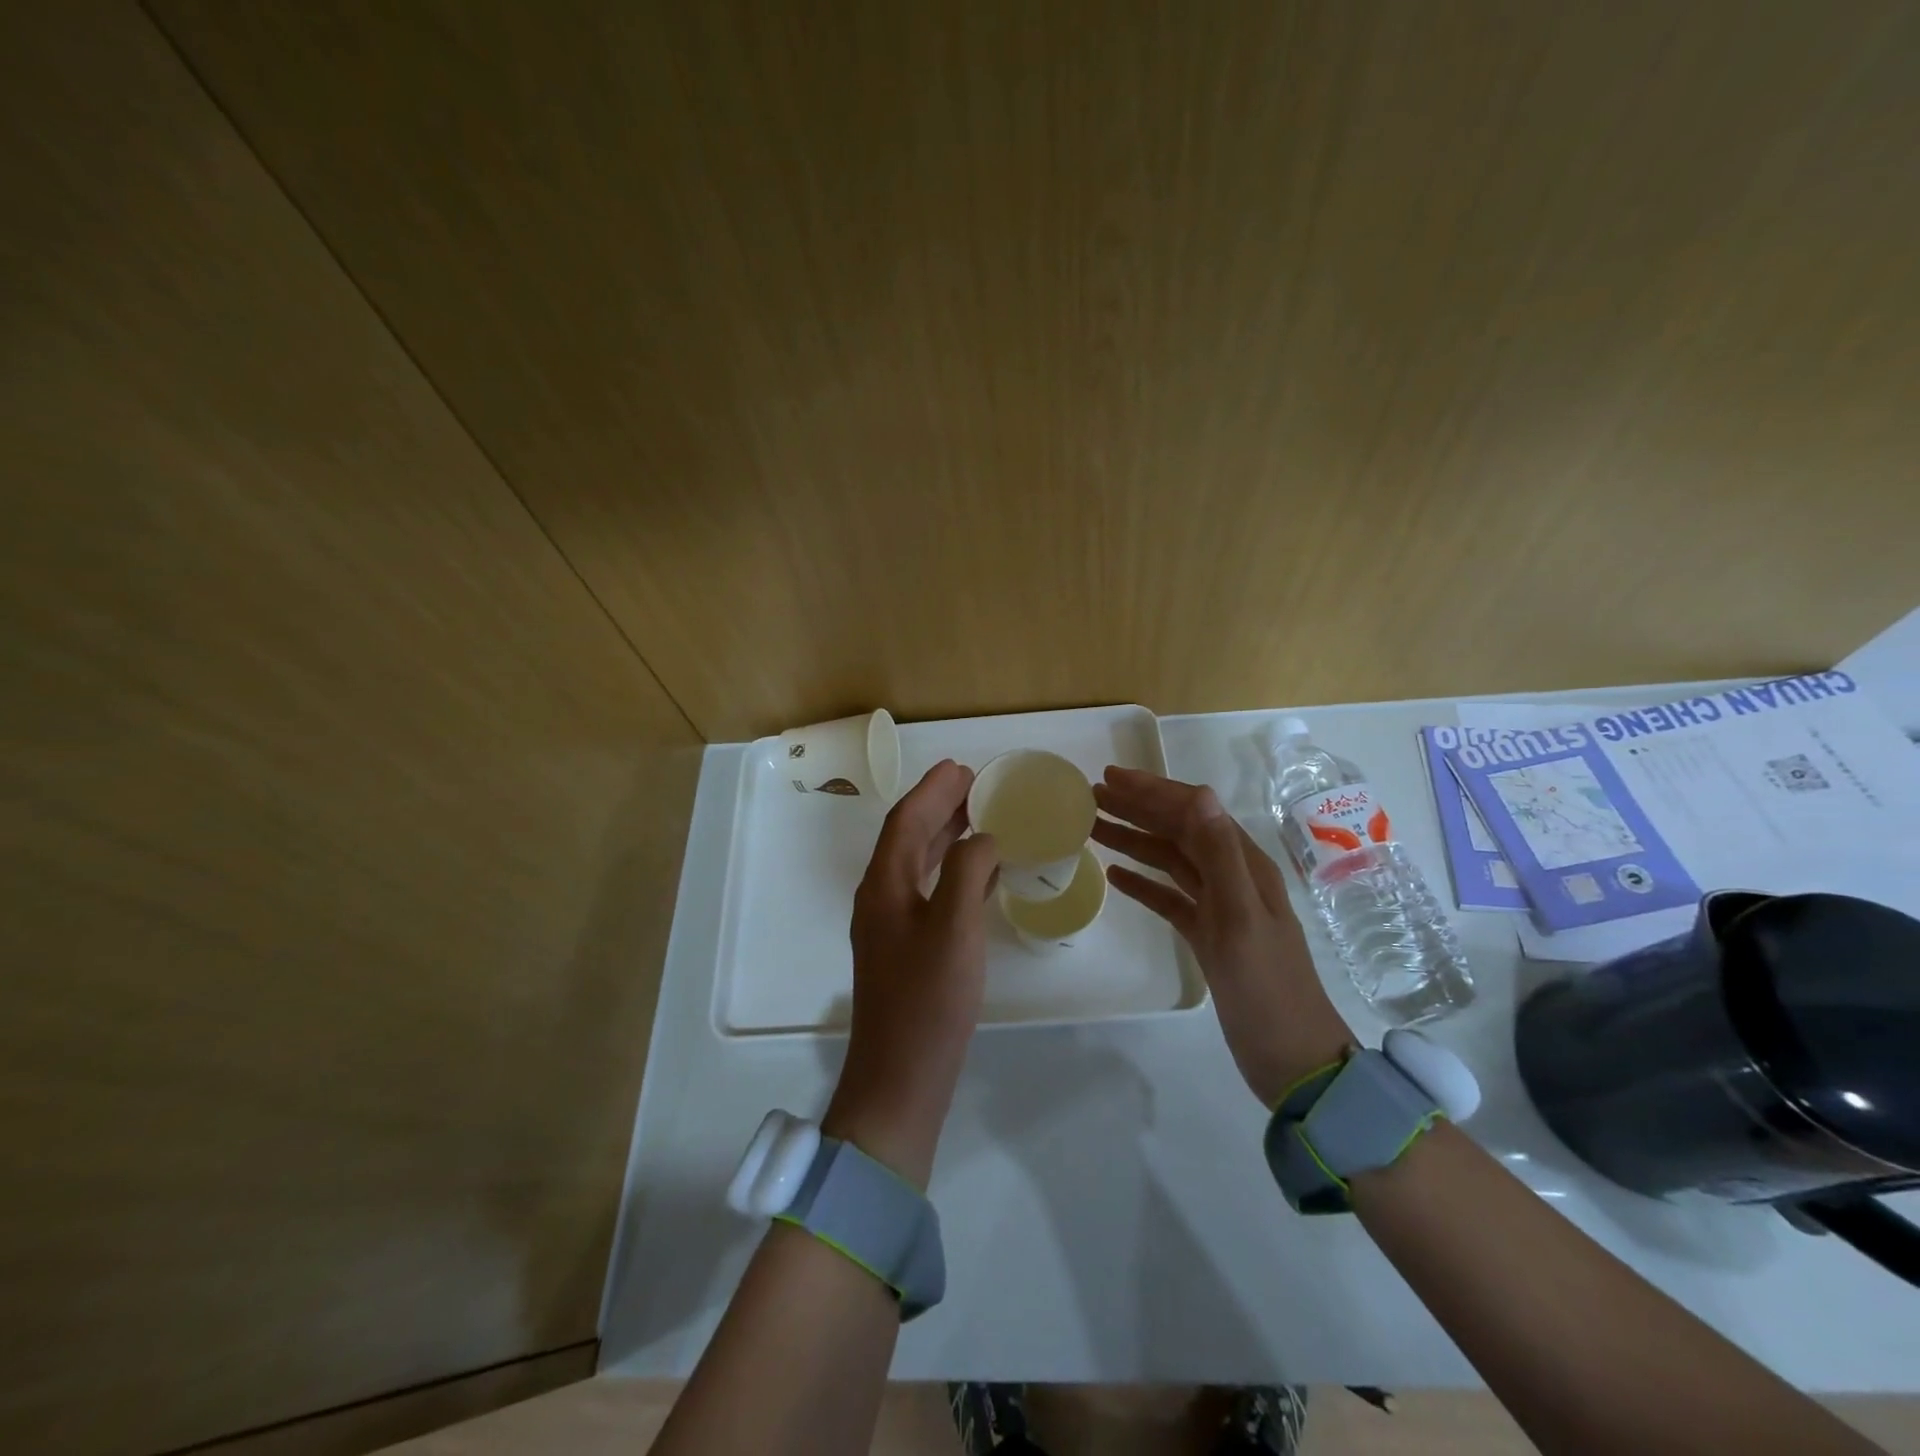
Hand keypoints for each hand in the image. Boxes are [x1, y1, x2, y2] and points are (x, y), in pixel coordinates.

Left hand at [824, 760, 999, 1188]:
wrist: (901, 1077)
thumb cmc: (928, 1000)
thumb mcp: (953, 929)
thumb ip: (965, 872)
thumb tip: (981, 838)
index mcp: (883, 886)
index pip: (906, 822)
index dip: (931, 790)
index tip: (962, 767)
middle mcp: (881, 899)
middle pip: (908, 838)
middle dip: (938, 806)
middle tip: (974, 784)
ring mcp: (892, 926)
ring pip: (919, 865)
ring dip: (946, 836)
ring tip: (979, 817)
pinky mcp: (907, 950)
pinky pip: (930, 892)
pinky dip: (952, 872)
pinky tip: (980, 875)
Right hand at [1092, 767, 1351, 1105]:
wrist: (1292, 1058)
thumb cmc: (1266, 987)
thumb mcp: (1241, 917)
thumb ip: (1220, 855)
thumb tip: (1199, 795)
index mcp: (1244, 865)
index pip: (1194, 812)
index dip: (1153, 791)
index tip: (1111, 778)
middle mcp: (1231, 877)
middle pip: (1178, 830)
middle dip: (1137, 809)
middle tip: (1091, 796)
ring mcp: (1219, 907)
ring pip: (1169, 861)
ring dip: (1134, 840)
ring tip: (1093, 828)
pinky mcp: (1207, 935)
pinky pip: (1168, 897)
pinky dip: (1142, 884)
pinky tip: (1115, 875)